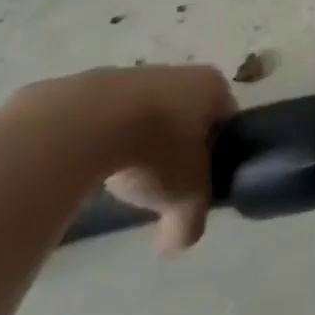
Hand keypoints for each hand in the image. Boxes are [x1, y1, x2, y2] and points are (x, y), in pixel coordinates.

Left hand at [14, 65, 235, 254]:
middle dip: (178, 149)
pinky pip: (112, 119)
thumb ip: (190, 223)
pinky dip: (109, 140)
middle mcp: (181, 72)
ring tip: (127, 179)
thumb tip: (177, 242)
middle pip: (188, 117)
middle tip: (165, 185)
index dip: (219, 155)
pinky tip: (97, 166)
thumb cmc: (156, 151)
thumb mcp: (185, 199)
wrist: (86, 124)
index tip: (202, 183)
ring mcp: (136, 74)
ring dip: (142, 145)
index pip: (228, 121)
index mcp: (213, 87)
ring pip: (149, 116)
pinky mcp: (95, 85)